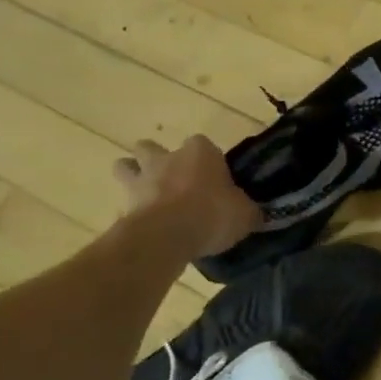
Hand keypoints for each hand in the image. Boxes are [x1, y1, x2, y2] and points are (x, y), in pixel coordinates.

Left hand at [113, 136, 259, 257]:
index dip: (207, 160)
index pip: (202, 144)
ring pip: (126, 166)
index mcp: (200, 152)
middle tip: (172, 181)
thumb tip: (257, 214)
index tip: (213, 177)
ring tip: (147, 195)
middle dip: (157, 158)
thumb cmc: (212, 213)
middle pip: (153, 148)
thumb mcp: (244, 214)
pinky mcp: (124, 204)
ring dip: (134, 176)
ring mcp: (142, 179)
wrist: (167, 235)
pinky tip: (144, 224)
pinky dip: (131, 209)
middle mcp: (167, 158)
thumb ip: (249, 211)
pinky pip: (123, 201)